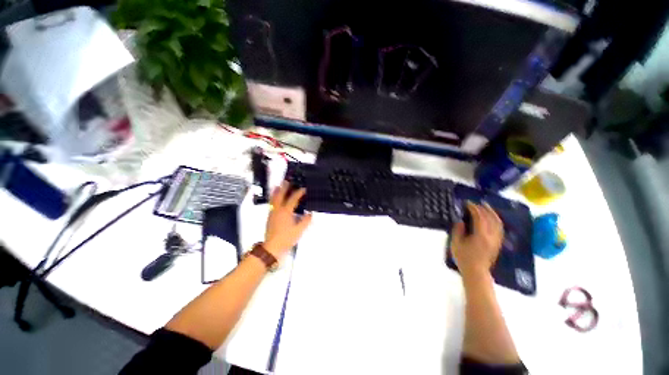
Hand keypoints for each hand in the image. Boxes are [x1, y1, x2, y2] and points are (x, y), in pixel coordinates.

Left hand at [263, 181, 312, 260]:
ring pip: (274, 199)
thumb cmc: (286, 238)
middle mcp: (278, 210)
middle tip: (287, 181)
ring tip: (278, 186)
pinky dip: (273, 199)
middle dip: (284, 188)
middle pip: (280, 196)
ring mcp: (272, 213)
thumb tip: (310, 213)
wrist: (272, 247)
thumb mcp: (299, 230)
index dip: (299, 193)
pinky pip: (271, 204)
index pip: (293, 199)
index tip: (304, 189)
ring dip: (276, 192)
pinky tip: (275, 199)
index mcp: (286, 211)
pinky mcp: (270, 217)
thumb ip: (305, 220)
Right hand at [451, 202, 503, 278]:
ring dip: (492, 213)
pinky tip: (491, 218)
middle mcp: (491, 236)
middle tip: (477, 203)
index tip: (467, 203)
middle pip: (491, 218)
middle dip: (484, 208)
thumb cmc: (464, 258)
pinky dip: (496, 220)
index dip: (473, 208)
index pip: (479, 217)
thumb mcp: (456, 243)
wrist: (476, 272)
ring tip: (486, 207)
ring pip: (498, 223)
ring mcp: (496, 240)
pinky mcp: (498, 243)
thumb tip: (461, 221)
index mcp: (480, 235)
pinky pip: (500, 228)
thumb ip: (458, 230)